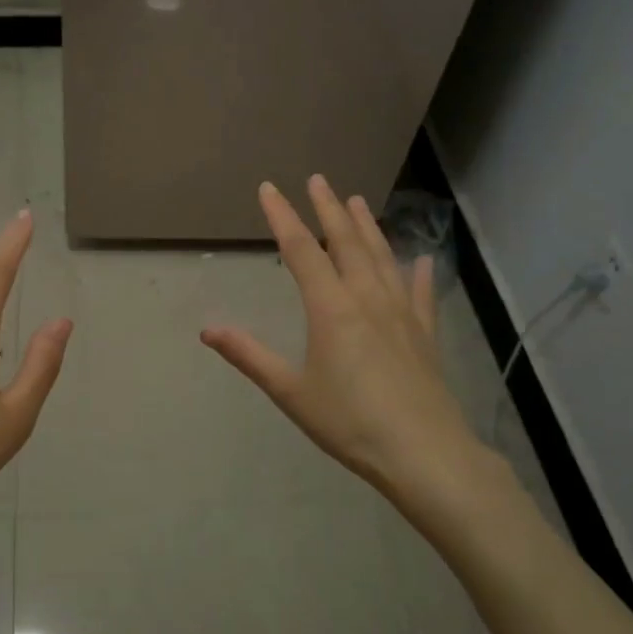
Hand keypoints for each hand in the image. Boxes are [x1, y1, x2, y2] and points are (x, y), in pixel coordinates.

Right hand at [202, 176, 483, 498]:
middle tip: (318, 178)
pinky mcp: (425, 334)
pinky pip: (420, 294)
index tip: (269, 188)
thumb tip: (207, 330)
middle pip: (346, 242)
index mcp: (331, 308)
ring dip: (367, 227)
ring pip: (383, 257)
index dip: (283, 216)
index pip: (301, 250)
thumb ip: (250, 356)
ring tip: (356, 200)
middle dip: (327, 208)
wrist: (424, 454)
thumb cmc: (350, 423)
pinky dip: (418, 273)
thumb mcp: (291, 392)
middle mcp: (367, 298)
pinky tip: (422, 259)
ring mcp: (401, 313)